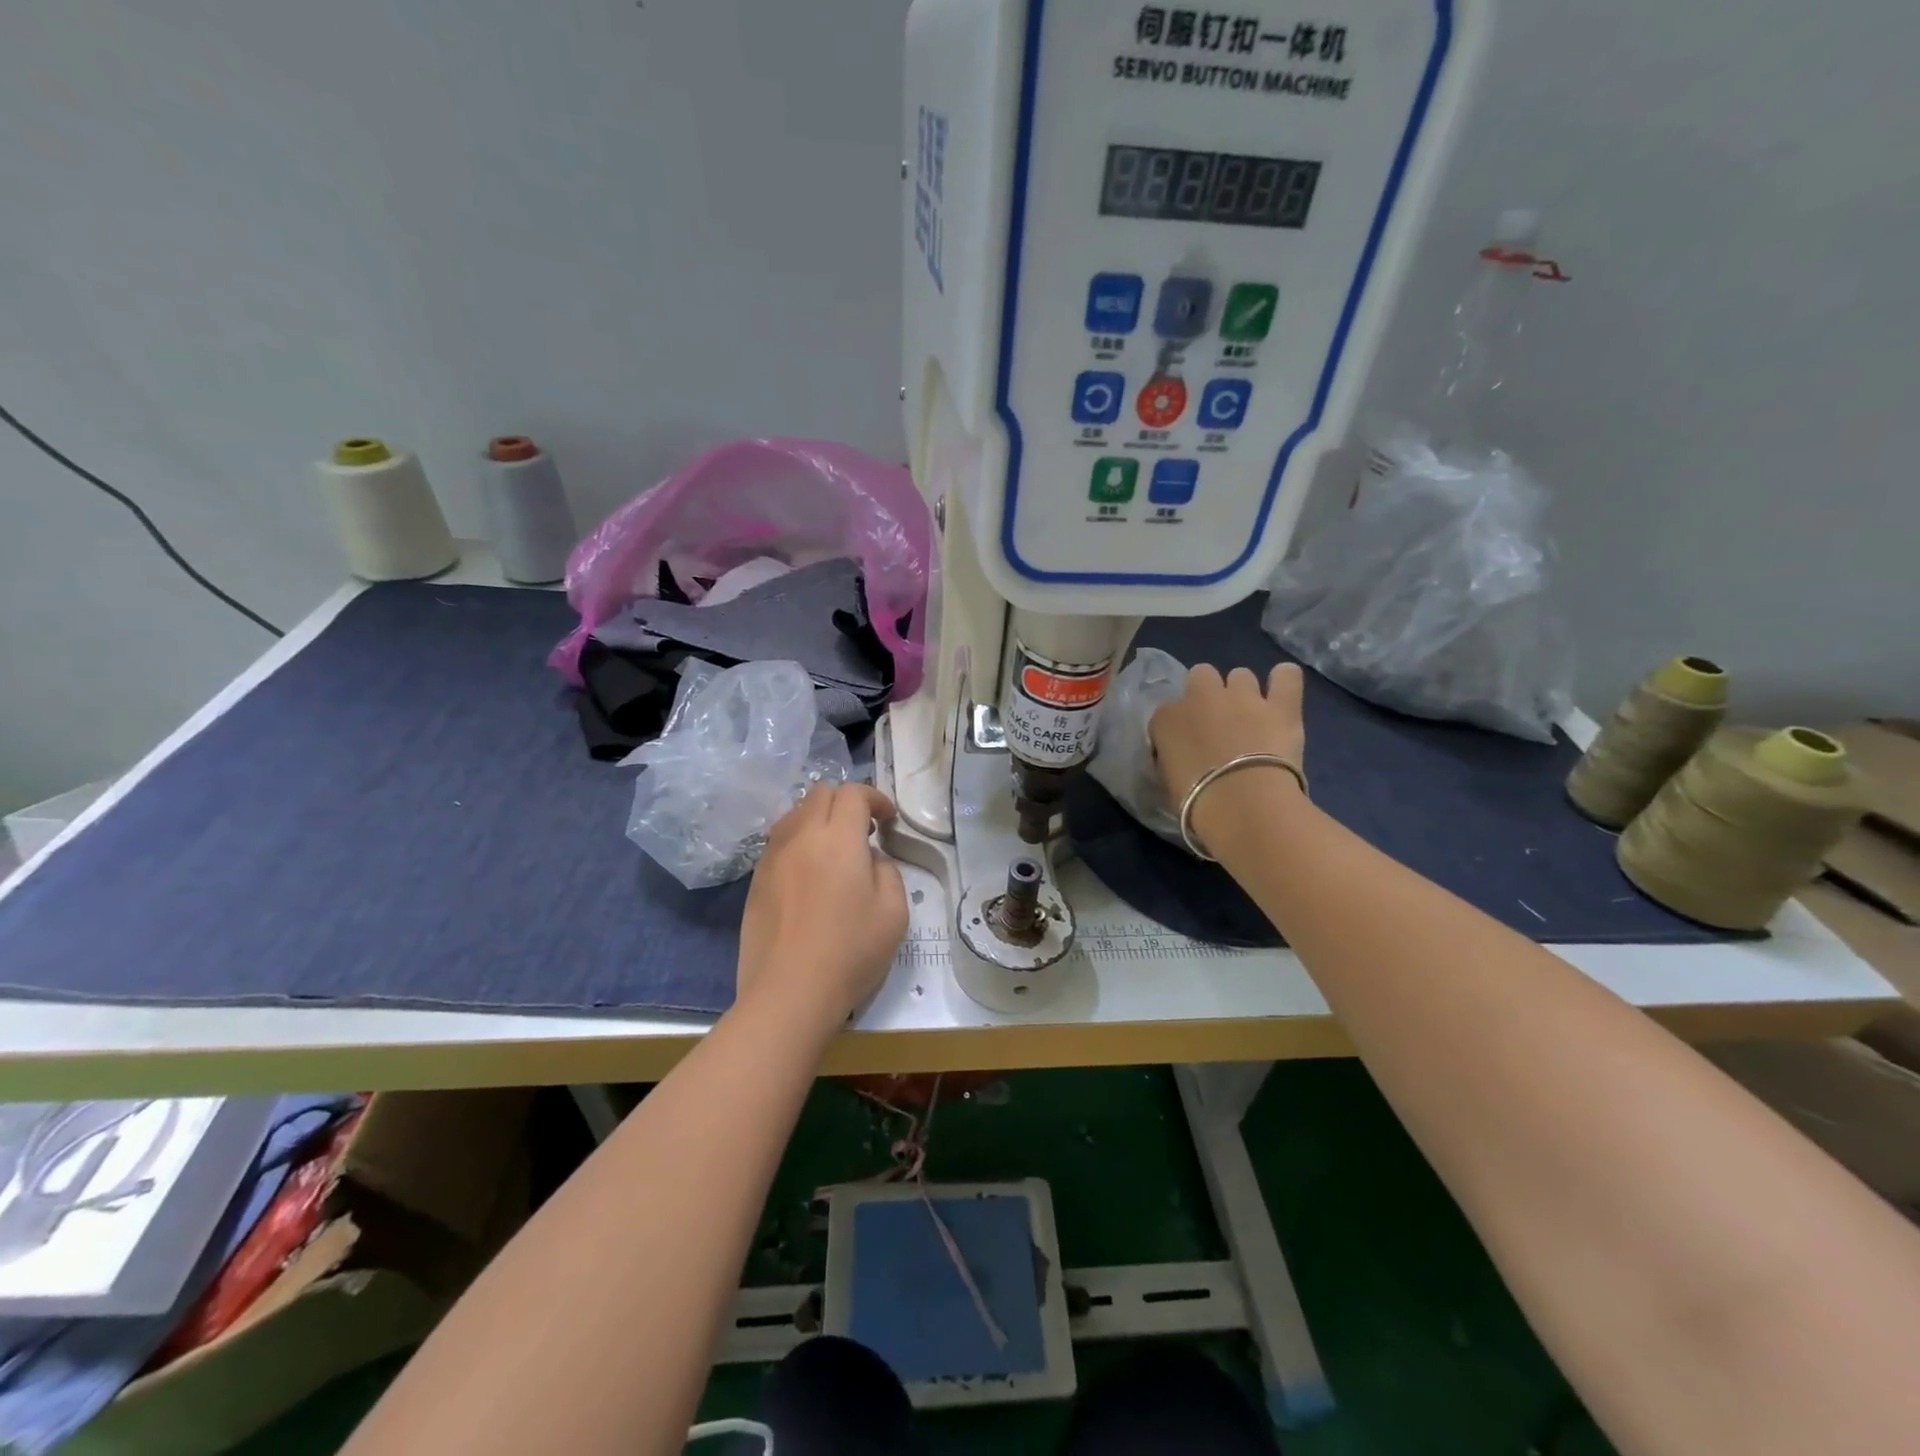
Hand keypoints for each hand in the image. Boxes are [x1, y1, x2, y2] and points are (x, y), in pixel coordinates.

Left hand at [736, 783, 908, 1030]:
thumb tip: (868, 858)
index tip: (887, 820)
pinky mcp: (756, 879)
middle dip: (846, 802)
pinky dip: (799, 841)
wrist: (789, 993)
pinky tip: (810, 873)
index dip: (875, 798)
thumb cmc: (851, 952)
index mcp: (838, 838)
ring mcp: (772, 856)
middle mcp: (801, 836)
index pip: (853, 792)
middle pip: (820, 793)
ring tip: (834, 850)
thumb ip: (886, 870)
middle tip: (863, 831)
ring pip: (795, 814)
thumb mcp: (893, 911)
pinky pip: (779, 841)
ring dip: (819, 819)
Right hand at [1149, 664, 1306, 852]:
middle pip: (1201, 675)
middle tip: (1217, 722)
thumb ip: (1170, 759)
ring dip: (1243, 691)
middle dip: (1208, 693)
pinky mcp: (1281, 705)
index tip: (1185, 747)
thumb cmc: (1196, 802)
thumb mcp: (1166, 781)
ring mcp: (1243, 696)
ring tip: (1252, 716)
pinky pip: (1287, 675)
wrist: (1242, 804)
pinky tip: (1283, 693)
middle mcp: (1202, 696)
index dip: (1178, 728)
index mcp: (1167, 718)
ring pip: (1241, 675)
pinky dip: (1285, 681)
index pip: (1167, 712)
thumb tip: (1179, 757)